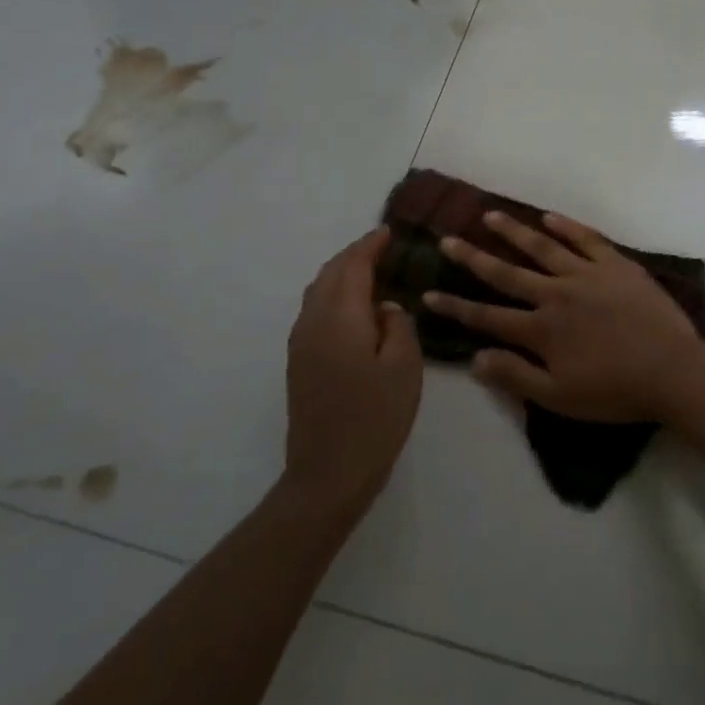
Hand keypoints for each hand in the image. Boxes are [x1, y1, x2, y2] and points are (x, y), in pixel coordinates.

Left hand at [285, 228, 423, 513]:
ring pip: (318, 291)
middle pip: (330, 274)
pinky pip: (314, 311)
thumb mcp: (405, 367)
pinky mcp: (299, 362)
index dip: (370, 245)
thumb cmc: (375, 417)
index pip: (353, 266)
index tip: (389, 232)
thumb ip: (399, 325)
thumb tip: (385, 307)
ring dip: (341, 274)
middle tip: (381, 247)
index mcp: (341, 317)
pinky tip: (352, 308)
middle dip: (354, 255)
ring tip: (368, 271)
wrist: (328, 472)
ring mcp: (301, 343)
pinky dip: (333, 295)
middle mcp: (313, 321)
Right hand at [422, 211, 704, 422]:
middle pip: (507, 273)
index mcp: (541, 329)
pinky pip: (586, 240)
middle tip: (447, 240)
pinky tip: (547, 217)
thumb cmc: (615, 391)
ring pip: (542, 248)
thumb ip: (515, 376)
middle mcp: (556, 294)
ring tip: (489, 215)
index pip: (488, 317)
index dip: (456, 307)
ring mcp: (587, 275)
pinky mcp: (616, 265)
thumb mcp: (559, 397)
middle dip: (473, 258)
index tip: (428, 294)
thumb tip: (474, 358)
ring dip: (513, 231)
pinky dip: (565, 227)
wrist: (672, 371)